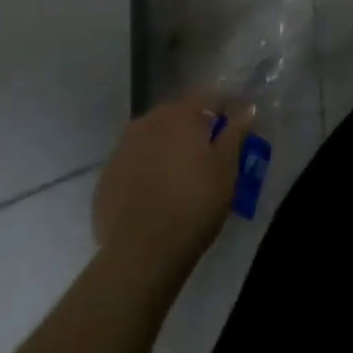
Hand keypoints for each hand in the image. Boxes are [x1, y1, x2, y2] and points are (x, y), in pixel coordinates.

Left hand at [91, 88, 255, 284]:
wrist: (141, 254)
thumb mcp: (227, 167)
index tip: (238, 124)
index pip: (211, 98)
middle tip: (210, 151)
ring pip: (153, 138)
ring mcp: (121, 150)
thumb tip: (247, 108)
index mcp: (181, 114)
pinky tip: (156, 194)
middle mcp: (148, 122)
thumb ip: (236, 132)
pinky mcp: (105, 180)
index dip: (227, 108)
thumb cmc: (194, 203)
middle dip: (195, 127)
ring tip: (181, 173)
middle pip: (178, 115)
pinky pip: (134, 165)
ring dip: (168, 147)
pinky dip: (146, 170)